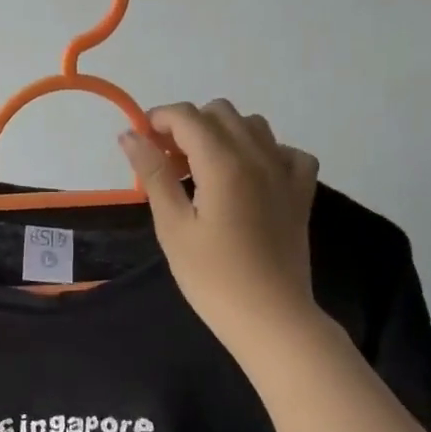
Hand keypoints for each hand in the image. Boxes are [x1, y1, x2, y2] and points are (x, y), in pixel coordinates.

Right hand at [118, 100, 322, 361]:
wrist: (271, 318)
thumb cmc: (212, 277)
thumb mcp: (172, 226)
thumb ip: (153, 175)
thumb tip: (129, 135)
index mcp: (224, 163)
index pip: (187, 117)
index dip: (158, 120)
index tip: (140, 144)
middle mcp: (258, 156)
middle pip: (220, 112)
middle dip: (188, 125)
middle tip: (167, 162)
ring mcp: (285, 173)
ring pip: (253, 126)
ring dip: (222, 134)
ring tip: (202, 170)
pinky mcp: (301, 193)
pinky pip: (286, 152)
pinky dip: (264, 152)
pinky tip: (248, 177)